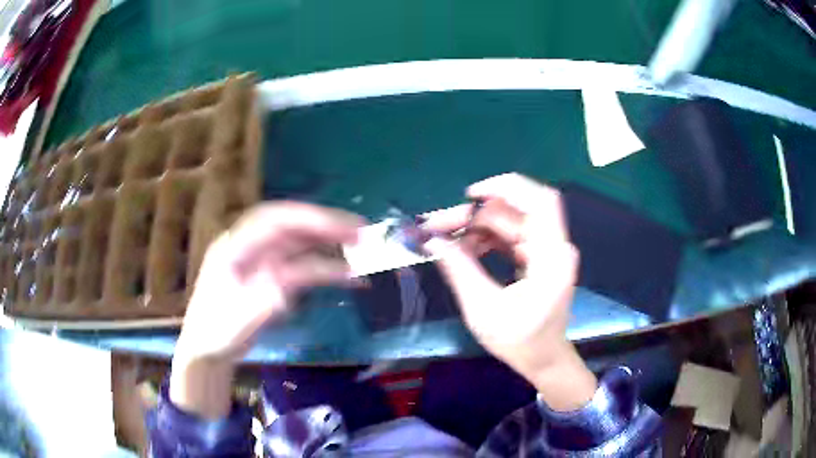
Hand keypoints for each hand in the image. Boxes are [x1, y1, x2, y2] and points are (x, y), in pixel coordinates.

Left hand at [171, 202, 362, 417]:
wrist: (208, 348)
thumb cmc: (217, 332)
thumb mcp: (238, 319)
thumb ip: (263, 301)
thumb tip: (288, 287)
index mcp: (235, 246)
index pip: (274, 220)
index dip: (309, 218)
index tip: (342, 227)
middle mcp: (250, 246)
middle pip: (291, 226)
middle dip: (326, 225)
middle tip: (363, 232)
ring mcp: (262, 260)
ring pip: (300, 243)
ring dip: (330, 244)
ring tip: (363, 248)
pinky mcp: (272, 276)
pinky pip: (302, 265)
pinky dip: (325, 267)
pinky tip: (346, 274)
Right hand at [424, 173, 596, 410]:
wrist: (544, 359)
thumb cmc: (520, 342)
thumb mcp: (483, 311)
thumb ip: (459, 270)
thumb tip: (431, 240)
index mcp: (551, 259)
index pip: (541, 202)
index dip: (507, 188)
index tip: (469, 195)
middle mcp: (554, 247)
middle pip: (516, 211)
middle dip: (475, 214)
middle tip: (437, 226)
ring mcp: (547, 251)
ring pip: (509, 221)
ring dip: (476, 226)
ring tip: (445, 241)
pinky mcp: (538, 256)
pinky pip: (510, 235)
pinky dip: (486, 238)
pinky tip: (464, 249)